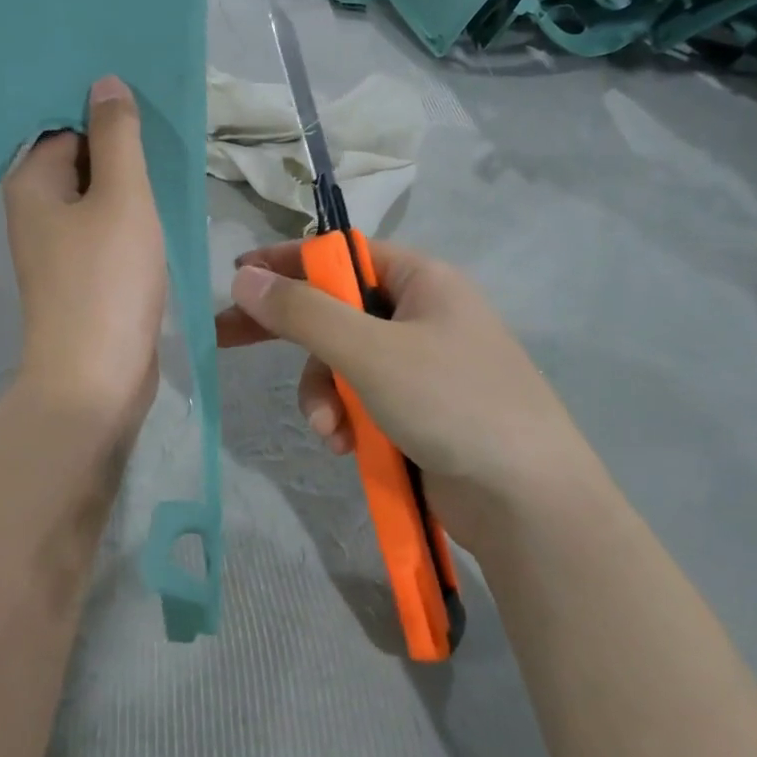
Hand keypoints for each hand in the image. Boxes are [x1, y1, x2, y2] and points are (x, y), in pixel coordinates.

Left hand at [3, 76, 166, 437]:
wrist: (96, 379)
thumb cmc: (106, 280)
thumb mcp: (121, 197)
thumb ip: (116, 137)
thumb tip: (104, 82)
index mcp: (31, 183)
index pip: (65, 124)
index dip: (104, 112)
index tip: (147, 102)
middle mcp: (36, 210)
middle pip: (80, 158)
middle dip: (121, 146)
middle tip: (168, 129)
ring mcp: (59, 247)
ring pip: (97, 197)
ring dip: (131, 183)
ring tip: (173, 162)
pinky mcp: (82, 276)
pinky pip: (106, 230)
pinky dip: (131, 218)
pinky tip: (163, 208)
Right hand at [215, 240, 605, 547]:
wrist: (529, 501)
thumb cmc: (452, 403)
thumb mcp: (370, 352)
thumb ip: (303, 313)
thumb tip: (244, 277)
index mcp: (422, 280)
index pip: (342, 255)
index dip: (288, 261)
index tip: (237, 277)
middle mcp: (422, 315)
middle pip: (336, 310)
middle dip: (291, 335)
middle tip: (227, 340)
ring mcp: (422, 366)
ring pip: (343, 363)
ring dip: (322, 394)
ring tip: (327, 431)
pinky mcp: (419, 411)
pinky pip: (362, 399)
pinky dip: (346, 419)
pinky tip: (345, 447)